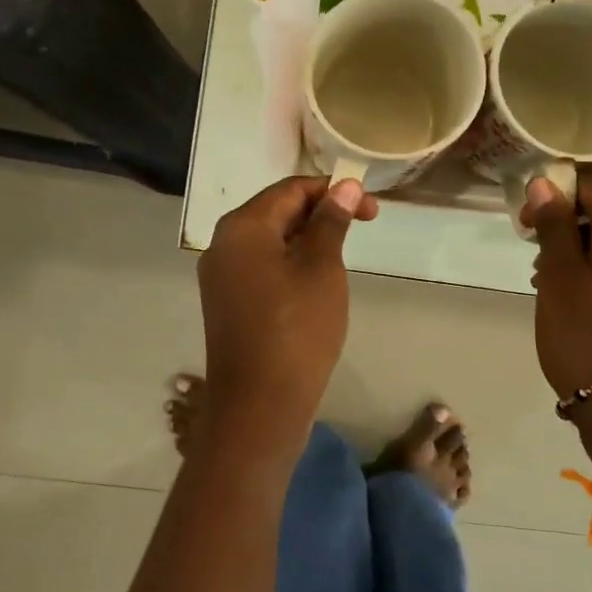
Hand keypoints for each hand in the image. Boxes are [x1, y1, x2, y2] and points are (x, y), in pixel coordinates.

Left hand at [198, 175, 376, 428]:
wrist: (259, 406)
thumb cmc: (297, 329)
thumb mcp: (322, 268)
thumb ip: (330, 222)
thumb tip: (343, 186)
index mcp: (242, 227)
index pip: (291, 189)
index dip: (333, 192)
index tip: (371, 211)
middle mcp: (222, 244)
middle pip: (276, 211)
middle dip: (320, 215)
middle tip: (360, 231)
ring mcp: (220, 276)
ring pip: (269, 241)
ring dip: (307, 241)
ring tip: (340, 260)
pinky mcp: (226, 303)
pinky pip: (261, 268)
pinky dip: (290, 265)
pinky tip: (313, 285)